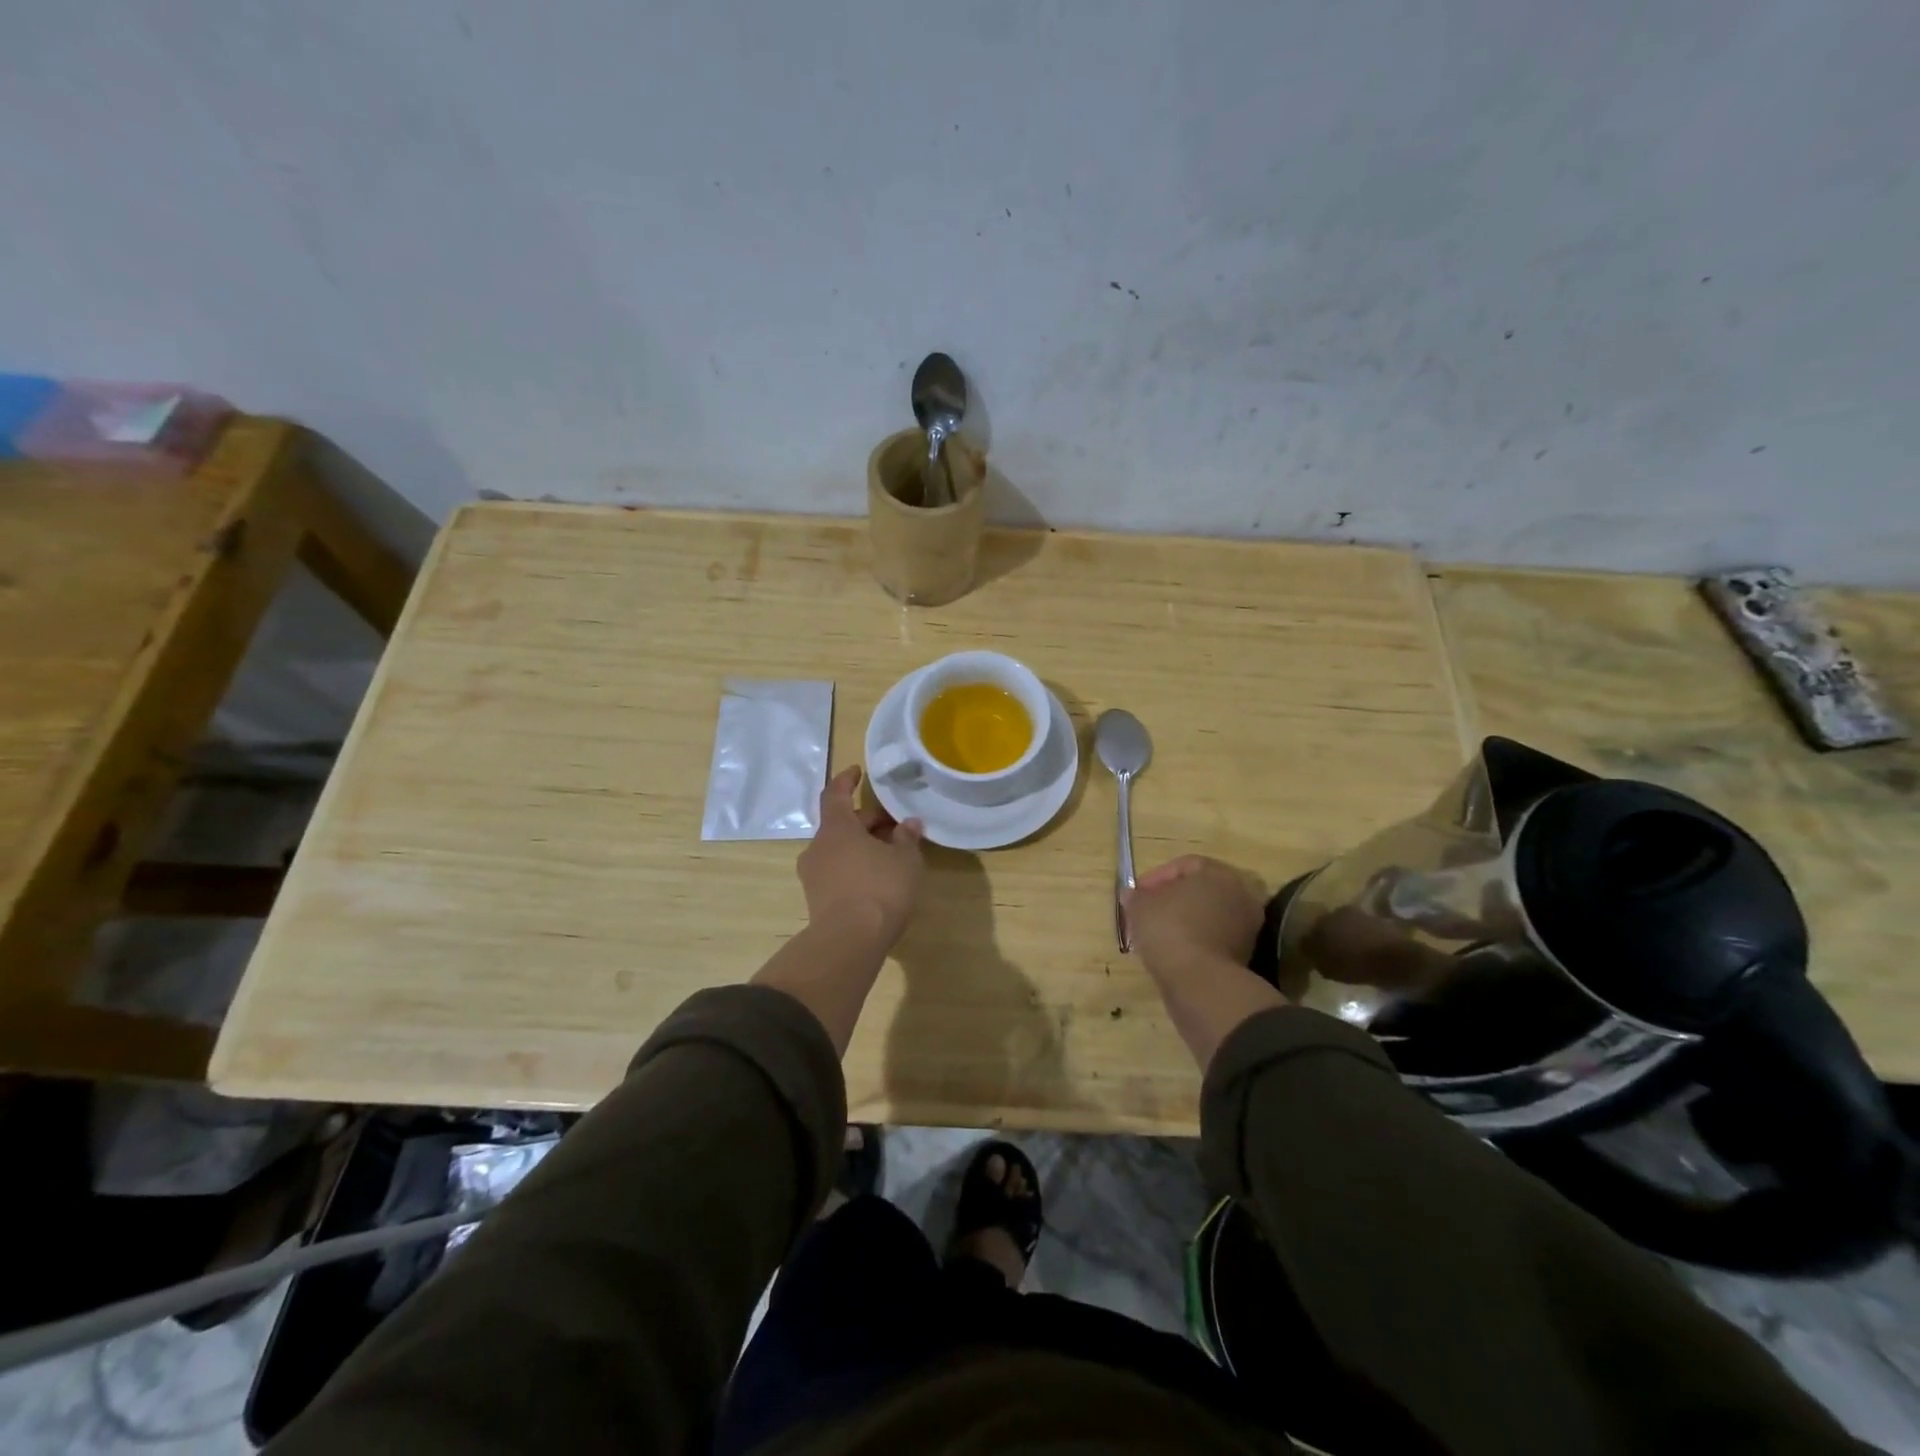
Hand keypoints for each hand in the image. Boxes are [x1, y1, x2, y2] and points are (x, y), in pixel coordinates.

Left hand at [797, 767, 924, 946]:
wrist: (849, 942)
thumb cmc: (880, 889)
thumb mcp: (905, 860)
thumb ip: (907, 838)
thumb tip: (909, 823)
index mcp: (836, 828)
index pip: (836, 794)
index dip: (847, 780)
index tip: (857, 772)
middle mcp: (818, 846)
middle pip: (841, 824)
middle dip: (868, 822)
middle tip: (896, 828)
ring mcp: (813, 874)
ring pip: (839, 849)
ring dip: (862, 847)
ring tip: (891, 856)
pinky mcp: (816, 899)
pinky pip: (837, 872)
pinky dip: (855, 867)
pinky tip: (877, 880)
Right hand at [1126, 855, 1288, 1069]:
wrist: (1200, 983)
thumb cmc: (1169, 930)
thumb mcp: (1140, 907)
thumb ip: (1135, 896)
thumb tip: (1132, 895)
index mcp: (1219, 874)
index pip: (1185, 865)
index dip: (1156, 877)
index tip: (1137, 894)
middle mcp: (1240, 894)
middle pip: (1200, 889)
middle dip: (1172, 898)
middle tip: (1148, 911)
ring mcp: (1247, 926)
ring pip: (1208, 915)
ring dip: (1185, 920)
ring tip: (1158, 934)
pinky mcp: (1246, 954)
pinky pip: (1214, 937)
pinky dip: (1196, 940)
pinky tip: (1173, 951)